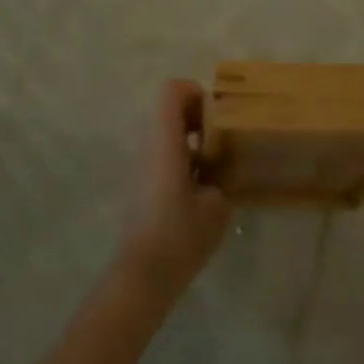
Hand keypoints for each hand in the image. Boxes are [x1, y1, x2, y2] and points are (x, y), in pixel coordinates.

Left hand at [115, 80, 233, 297]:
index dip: (196, 93)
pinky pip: (162, 155)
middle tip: (223, 140)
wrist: (144, 273)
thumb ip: (222, 177)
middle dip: (198, 117)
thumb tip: (221, 170)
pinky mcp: (141, 184)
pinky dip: (182, 160)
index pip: (172, 90)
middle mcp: (148, 144)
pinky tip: (201, 190)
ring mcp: (141, 164)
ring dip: (191, 140)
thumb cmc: (181, 233)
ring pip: (165, 133)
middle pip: (168, 109)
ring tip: (216, 167)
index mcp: (164, 139)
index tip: (218, 117)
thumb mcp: (217, 204)